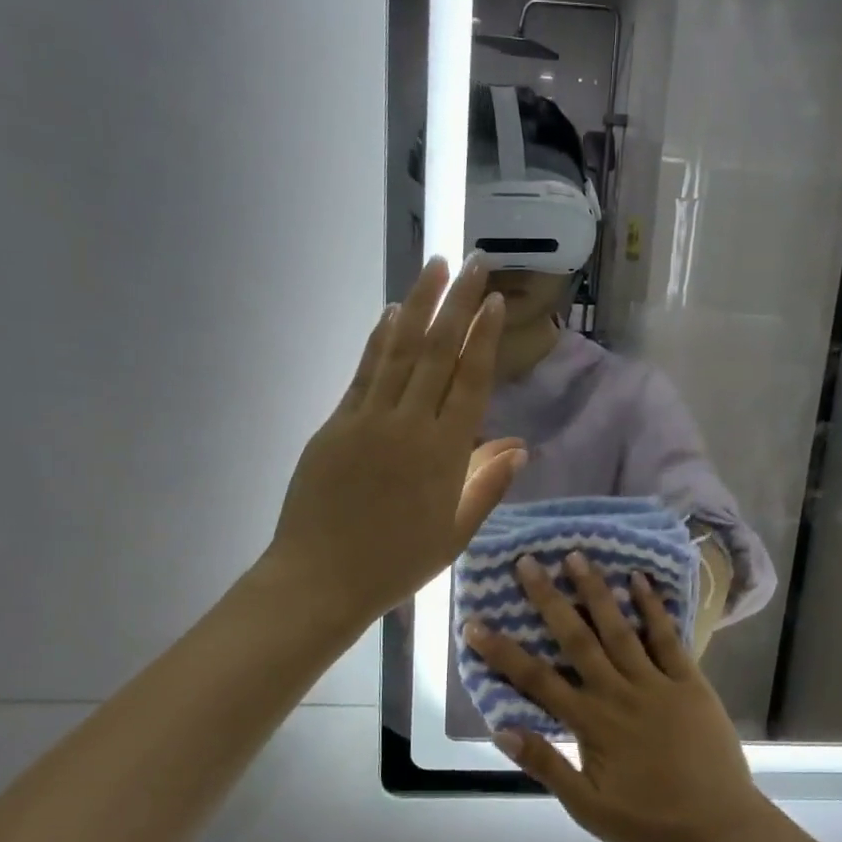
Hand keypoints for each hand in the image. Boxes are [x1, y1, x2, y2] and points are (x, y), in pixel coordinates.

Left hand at [267, 256, 526, 625]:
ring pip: (400, 351)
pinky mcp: (337, 423)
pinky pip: (365, 372)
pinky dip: (380, 340)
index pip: (470, 382)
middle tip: (473, 262)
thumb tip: (520, 446)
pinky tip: (392, 313)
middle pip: (438, 353)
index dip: (482, 338)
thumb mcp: (455, 533)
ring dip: (419, 305)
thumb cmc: (396, 563)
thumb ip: (487, 485)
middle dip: (457, 304)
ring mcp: (368, 419)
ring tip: (434, 266)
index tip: (492, 301)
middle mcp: (409, 425)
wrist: (321, 579)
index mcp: (444, 454)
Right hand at [464, 553, 775, 841]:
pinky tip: (639, 579)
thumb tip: (502, 731)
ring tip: (576, 556)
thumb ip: (547, 767)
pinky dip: (653, 608)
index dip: (503, 651)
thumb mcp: (588, 808)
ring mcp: (656, 682)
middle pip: (576, 640)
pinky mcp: (689, 680)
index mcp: (592, 723)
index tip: (475, 623)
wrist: (719, 826)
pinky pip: (667, 638)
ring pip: (619, 629)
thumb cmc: (649, 820)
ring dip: (596, 591)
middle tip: (528, 562)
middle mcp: (619, 692)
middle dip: (549, 600)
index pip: (537, 680)